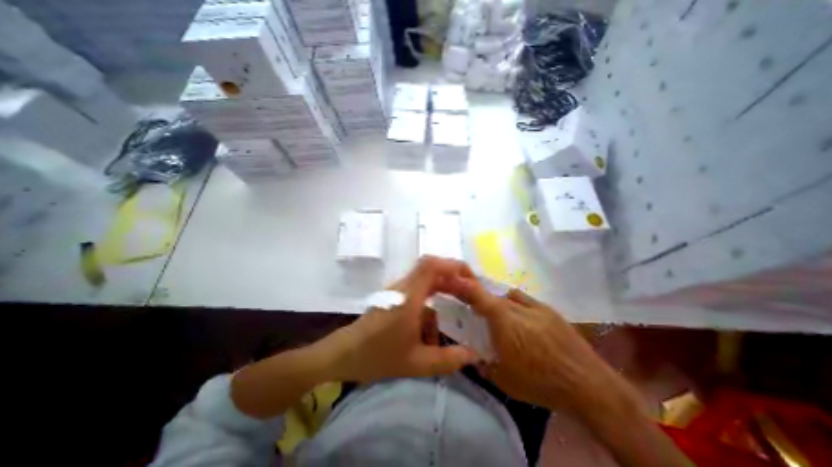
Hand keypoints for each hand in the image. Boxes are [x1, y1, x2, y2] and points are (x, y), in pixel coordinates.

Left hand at [326, 255, 478, 381]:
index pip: (431, 266)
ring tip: (457, 307)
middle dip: (452, 278)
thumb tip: (473, 355)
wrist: (344, 353)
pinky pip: (418, 291)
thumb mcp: (416, 363)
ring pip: (426, 280)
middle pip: (431, 269)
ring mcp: (398, 290)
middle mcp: (404, 287)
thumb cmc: (378, 355)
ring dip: (443, 290)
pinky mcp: (395, 297)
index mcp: (409, 296)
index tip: (470, 278)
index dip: (452, 265)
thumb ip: (447, 359)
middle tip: (470, 293)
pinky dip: (431, 302)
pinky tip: (432, 328)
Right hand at [448, 275, 617, 409]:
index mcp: (503, 320)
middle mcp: (517, 307)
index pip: (478, 295)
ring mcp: (535, 307)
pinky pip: (526, 300)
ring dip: (501, 303)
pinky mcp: (550, 311)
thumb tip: (474, 359)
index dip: (465, 287)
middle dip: (483, 302)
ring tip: (502, 318)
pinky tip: (523, 321)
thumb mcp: (504, 379)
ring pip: (509, 296)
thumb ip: (483, 365)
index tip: (456, 284)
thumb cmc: (539, 382)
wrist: (587, 385)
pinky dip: (517, 305)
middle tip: (480, 314)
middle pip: (493, 297)